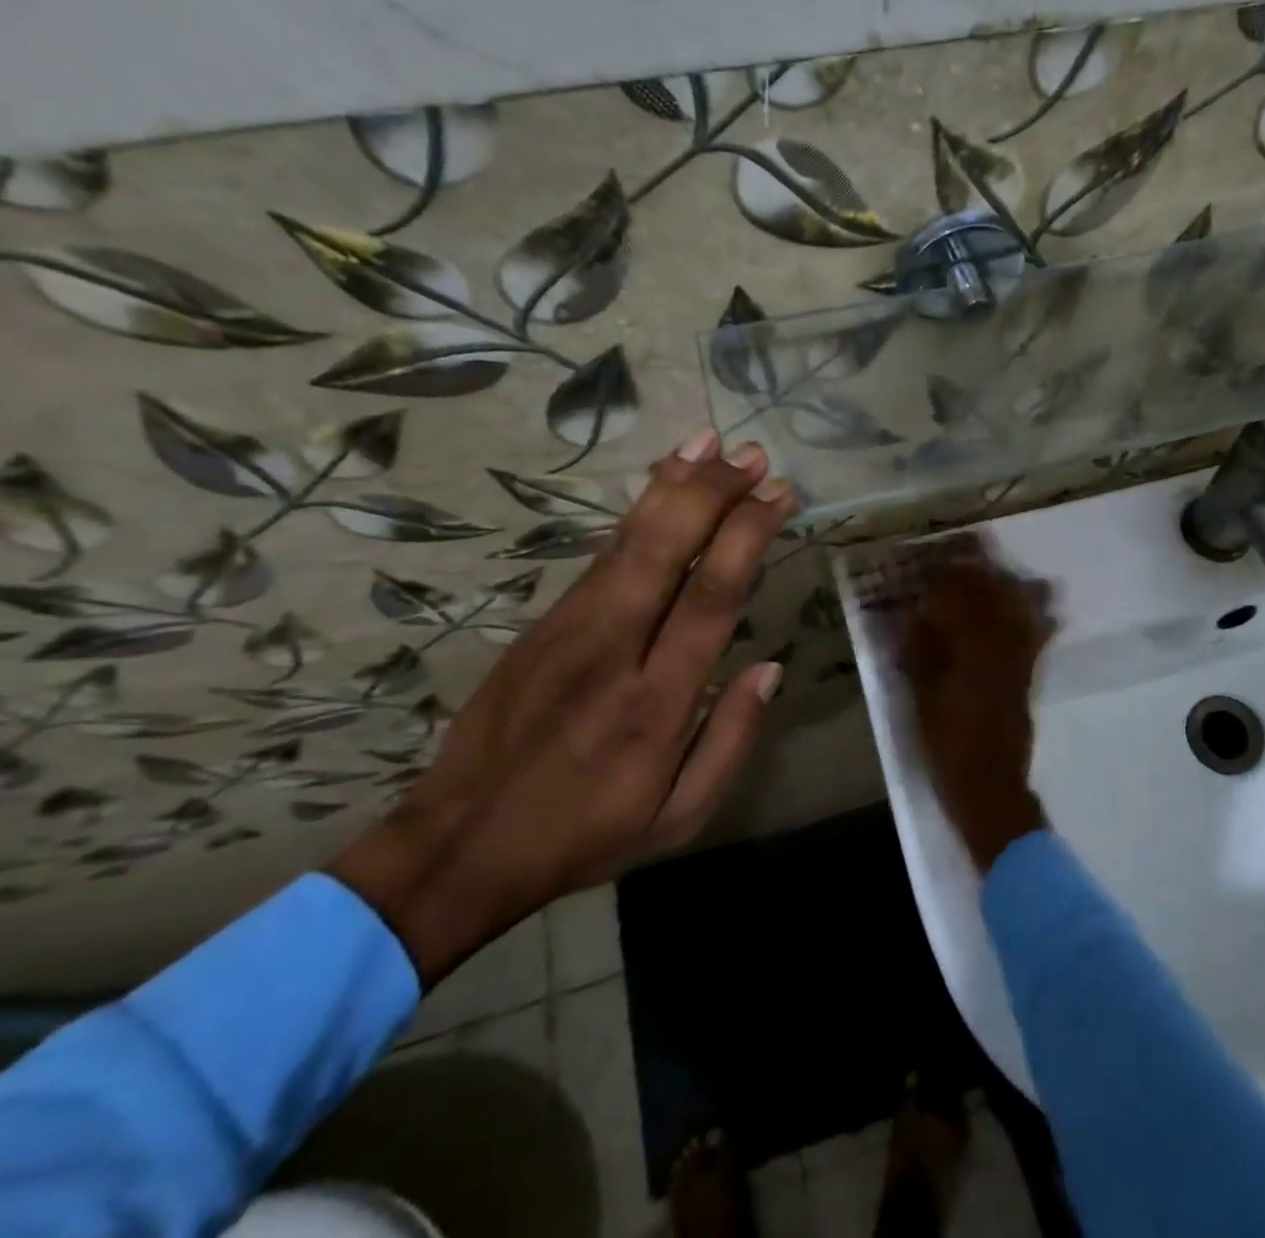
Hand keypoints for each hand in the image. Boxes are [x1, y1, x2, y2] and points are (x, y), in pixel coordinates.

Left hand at [329, 429, 794, 984]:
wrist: (458, 846)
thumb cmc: (585, 834)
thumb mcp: (679, 818)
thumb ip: (731, 740)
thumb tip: (769, 668)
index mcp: (658, 704)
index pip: (711, 598)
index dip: (747, 536)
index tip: (778, 495)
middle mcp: (614, 652)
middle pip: (667, 551)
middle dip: (714, 494)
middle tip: (754, 457)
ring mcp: (570, 631)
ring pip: (629, 542)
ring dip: (674, 488)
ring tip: (712, 445)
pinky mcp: (543, 624)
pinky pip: (602, 556)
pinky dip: (637, 513)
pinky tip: (662, 485)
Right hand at [898, 542, 1055, 872]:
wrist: (989, 785)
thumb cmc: (947, 744)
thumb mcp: (921, 697)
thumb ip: (920, 651)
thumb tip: (916, 613)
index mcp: (971, 649)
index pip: (957, 598)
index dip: (942, 576)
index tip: (928, 561)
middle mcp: (1001, 645)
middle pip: (991, 595)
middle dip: (976, 569)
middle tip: (965, 547)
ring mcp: (1020, 658)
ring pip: (1017, 608)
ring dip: (1005, 583)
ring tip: (995, 564)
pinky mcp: (1028, 673)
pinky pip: (1037, 632)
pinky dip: (1040, 611)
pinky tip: (1043, 595)